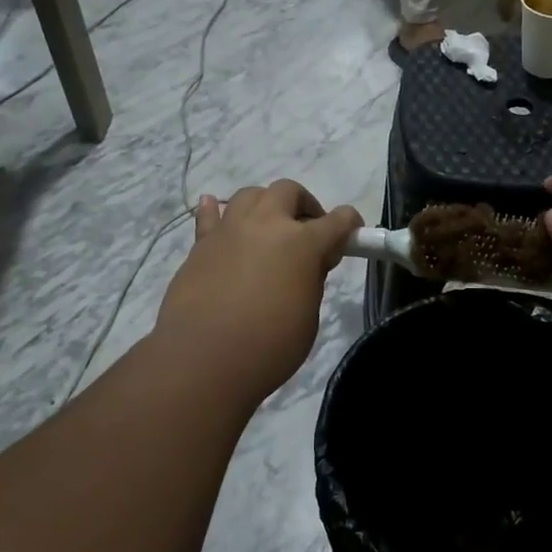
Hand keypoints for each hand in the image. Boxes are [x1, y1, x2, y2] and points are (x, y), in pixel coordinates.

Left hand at [155, 180, 362, 404]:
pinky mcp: (201, 245)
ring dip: (265, 205)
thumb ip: (311, 280)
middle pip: (288, 191)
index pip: (337, 220)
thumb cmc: (269, 346)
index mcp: (302, 242)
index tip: (351, 235)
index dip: (349, 225)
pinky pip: (208, 216)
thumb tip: (307, 264)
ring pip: (250, 195)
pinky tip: (213, 208)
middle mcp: (266, 224)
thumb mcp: (308, 316)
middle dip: (304, 205)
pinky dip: (214, 210)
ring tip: (267, 228)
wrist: (203, 360)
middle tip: (308, 231)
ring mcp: (230, 230)